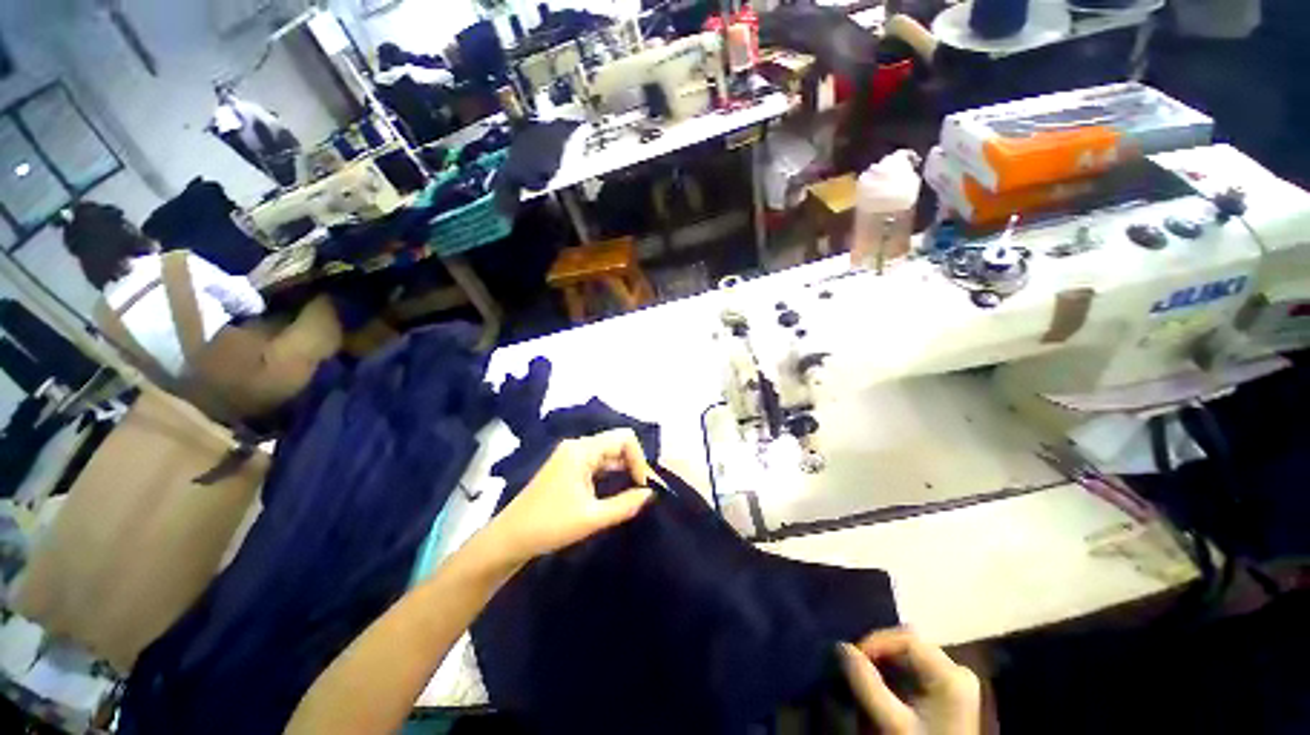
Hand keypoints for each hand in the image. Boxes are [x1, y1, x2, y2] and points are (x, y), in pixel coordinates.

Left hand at [476, 429, 656, 570]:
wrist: (509, 539)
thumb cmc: (550, 525)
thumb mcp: (592, 518)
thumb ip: (626, 504)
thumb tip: (651, 494)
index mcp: (582, 450)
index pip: (624, 438)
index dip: (639, 458)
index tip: (641, 486)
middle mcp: (577, 446)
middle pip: (616, 442)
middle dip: (633, 463)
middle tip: (642, 490)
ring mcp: (571, 455)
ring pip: (608, 452)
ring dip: (623, 468)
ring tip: (633, 491)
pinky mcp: (568, 466)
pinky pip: (597, 461)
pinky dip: (610, 472)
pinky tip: (616, 489)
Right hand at [838, 628, 980, 734]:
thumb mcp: (890, 722)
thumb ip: (865, 683)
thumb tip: (841, 646)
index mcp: (951, 673)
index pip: (906, 637)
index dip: (874, 641)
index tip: (851, 656)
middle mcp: (957, 671)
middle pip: (909, 645)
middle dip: (878, 652)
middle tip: (854, 666)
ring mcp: (955, 684)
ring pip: (910, 657)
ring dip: (883, 664)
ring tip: (863, 677)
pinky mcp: (949, 696)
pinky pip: (917, 671)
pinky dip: (894, 676)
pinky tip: (880, 690)